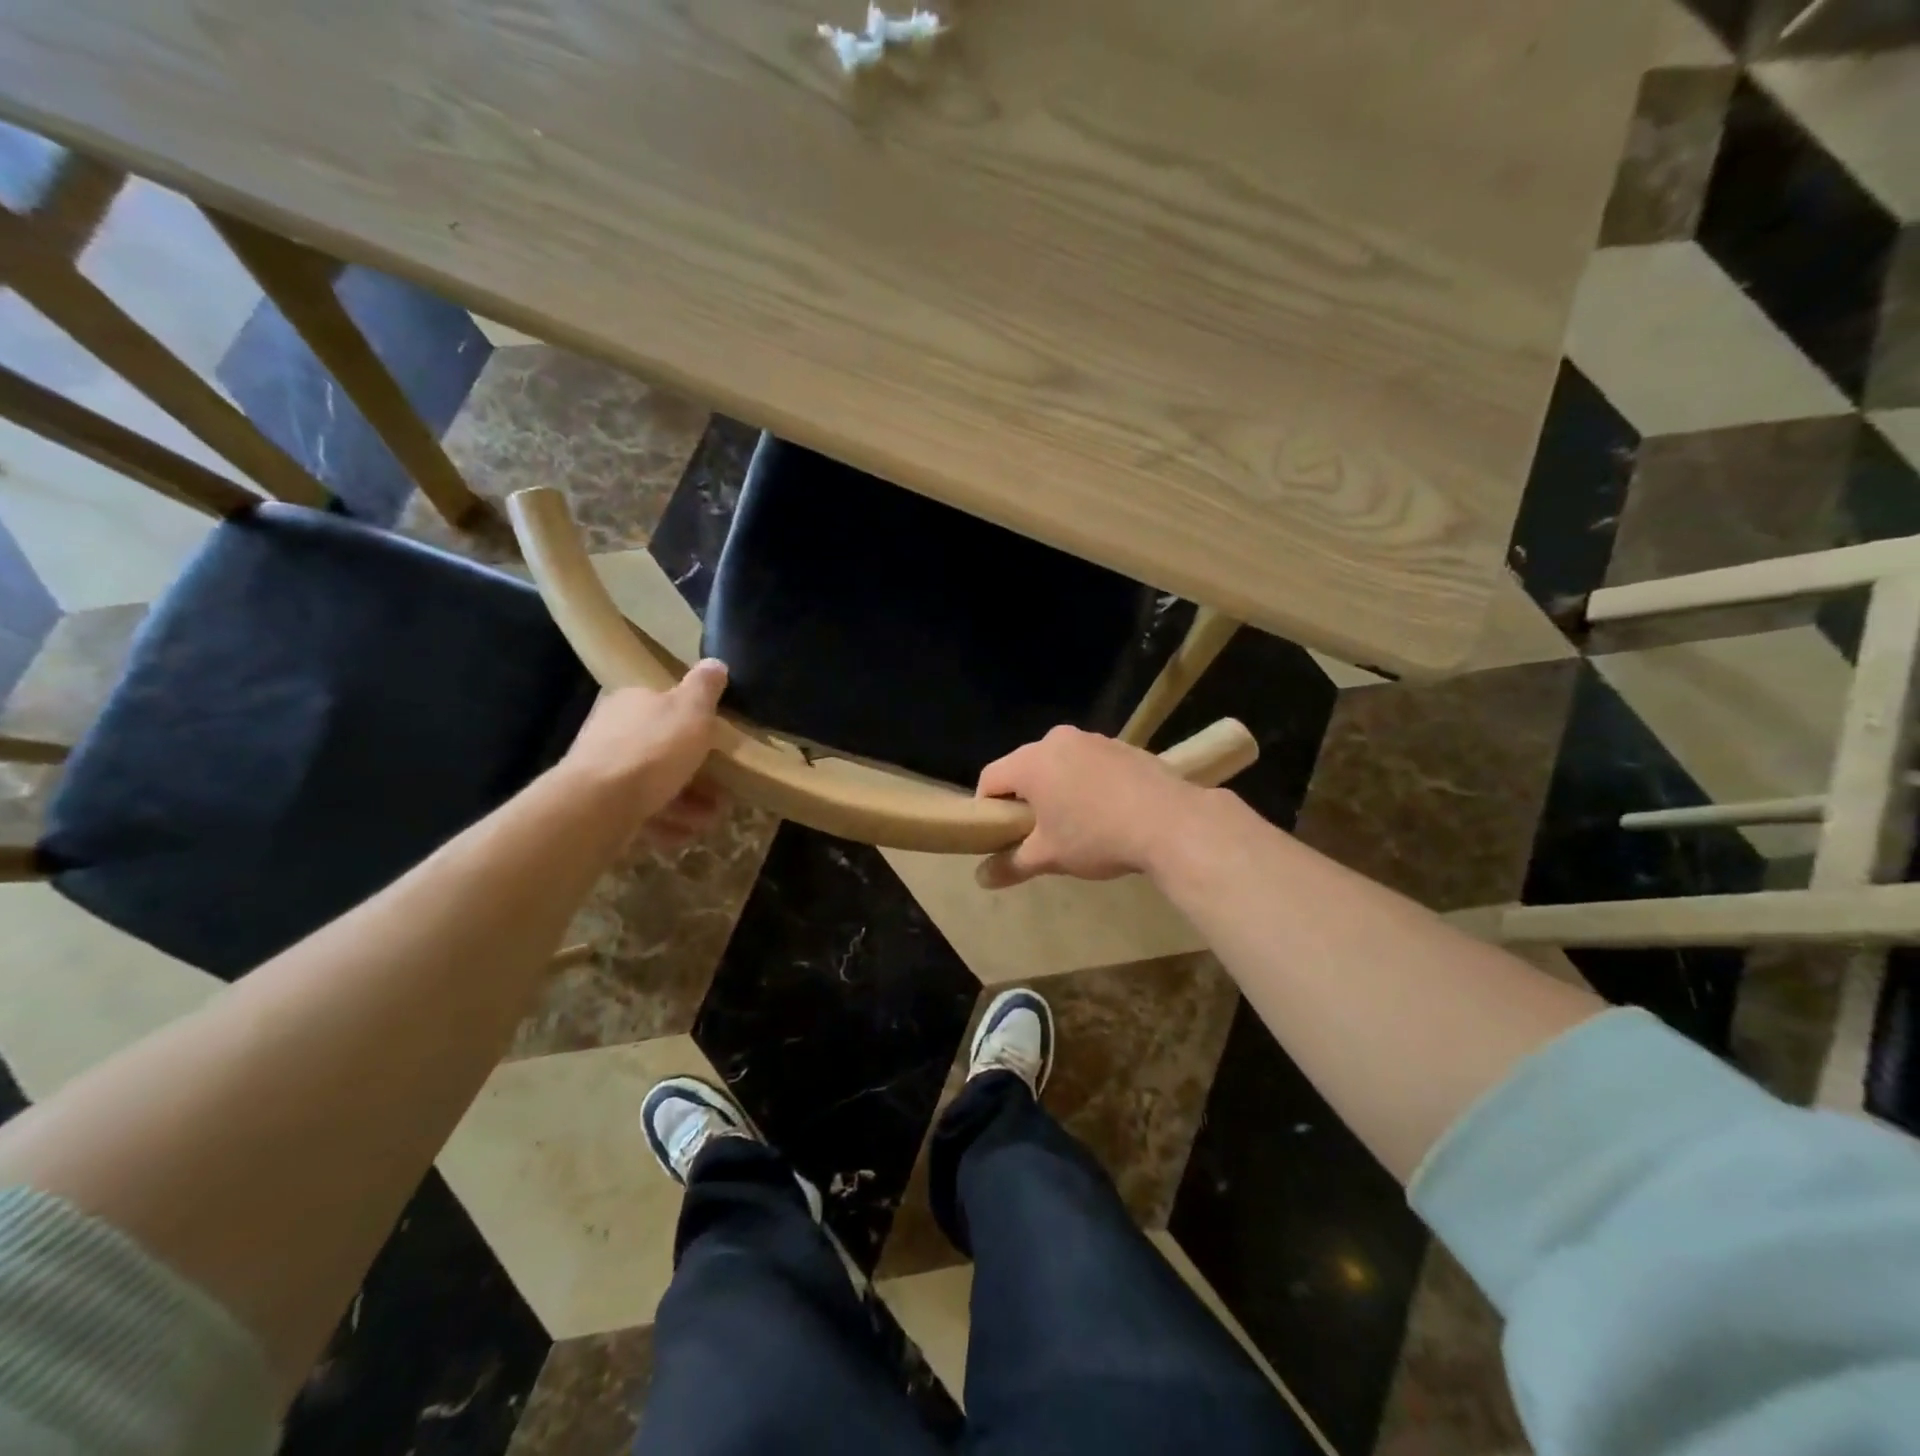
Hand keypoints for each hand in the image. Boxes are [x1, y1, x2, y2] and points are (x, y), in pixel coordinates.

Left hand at [562, 660, 728, 843]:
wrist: (599, 803)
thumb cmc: (652, 749)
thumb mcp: (691, 710)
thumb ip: (705, 687)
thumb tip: (715, 662)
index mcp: (632, 701)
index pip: (663, 705)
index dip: (693, 725)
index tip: (717, 745)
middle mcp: (612, 731)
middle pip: (661, 748)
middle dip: (694, 771)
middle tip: (721, 789)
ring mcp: (603, 771)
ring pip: (653, 784)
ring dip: (686, 802)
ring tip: (709, 818)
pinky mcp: (599, 806)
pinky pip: (641, 812)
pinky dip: (665, 823)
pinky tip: (683, 834)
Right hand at [973, 726, 1202, 888]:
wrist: (1171, 822)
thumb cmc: (1097, 836)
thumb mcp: (1049, 856)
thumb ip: (1011, 864)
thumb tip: (981, 879)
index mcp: (1032, 761)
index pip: (991, 778)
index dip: (986, 807)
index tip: (998, 833)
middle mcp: (1058, 740)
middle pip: (1025, 767)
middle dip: (1024, 797)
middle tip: (1035, 831)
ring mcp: (1094, 739)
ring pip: (1060, 763)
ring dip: (1058, 788)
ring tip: (1074, 823)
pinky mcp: (1123, 746)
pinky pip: (1090, 763)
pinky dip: (1087, 783)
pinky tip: (1107, 811)